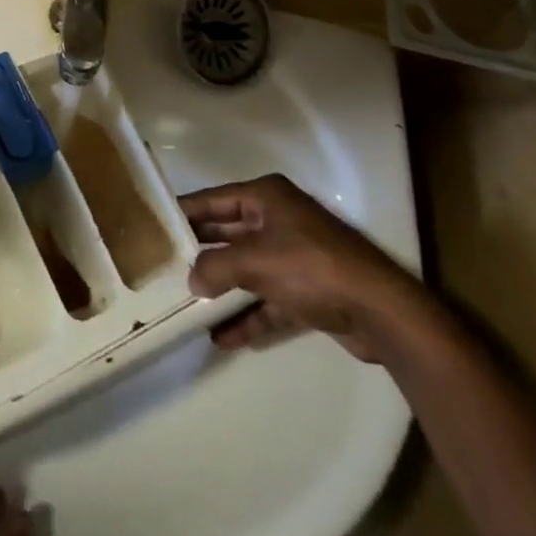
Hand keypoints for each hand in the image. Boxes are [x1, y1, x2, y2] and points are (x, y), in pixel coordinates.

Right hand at [183, 174, 425, 363]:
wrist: (381, 311)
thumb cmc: (310, 268)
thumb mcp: (254, 262)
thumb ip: (215, 268)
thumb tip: (192, 280)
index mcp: (266, 197)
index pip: (213, 200)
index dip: (185, 213)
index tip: (154, 226)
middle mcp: (279, 219)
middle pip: (229, 233)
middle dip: (202, 253)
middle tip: (165, 266)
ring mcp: (296, 255)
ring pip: (248, 269)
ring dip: (223, 288)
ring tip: (188, 305)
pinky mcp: (310, 291)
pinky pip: (269, 300)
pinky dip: (249, 316)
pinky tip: (223, 338)